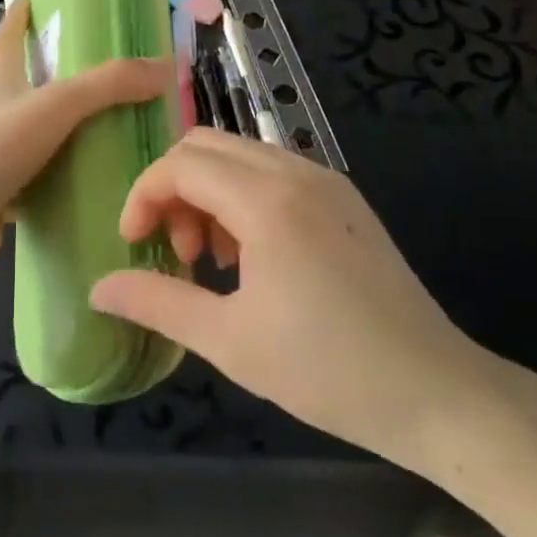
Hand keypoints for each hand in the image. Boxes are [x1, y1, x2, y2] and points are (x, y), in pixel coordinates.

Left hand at [0, 0, 172, 276]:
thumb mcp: (55, 105)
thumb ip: (108, 85)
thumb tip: (165, 67)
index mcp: (1, 85)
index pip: (8, 41)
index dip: (17, 19)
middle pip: (24, 91)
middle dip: (53, 82)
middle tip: (100, 81)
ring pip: (36, 140)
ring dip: (65, 137)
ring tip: (110, 137)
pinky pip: (38, 184)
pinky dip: (61, 184)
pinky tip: (91, 191)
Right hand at [89, 129, 512, 472]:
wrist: (437, 392)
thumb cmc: (327, 370)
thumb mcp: (229, 341)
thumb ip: (158, 302)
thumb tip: (99, 288)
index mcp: (267, 200)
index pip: (181, 164)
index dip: (143, 196)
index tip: (134, 244)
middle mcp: (296, 172)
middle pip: (207, 145)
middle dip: (174, 188)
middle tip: (175, 250)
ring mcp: (326, 180)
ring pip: (241, 155)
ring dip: (209, 192)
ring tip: (212, 259)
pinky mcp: (345, 198)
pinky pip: (274, 172)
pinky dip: (243, 196)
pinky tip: (252, 255)